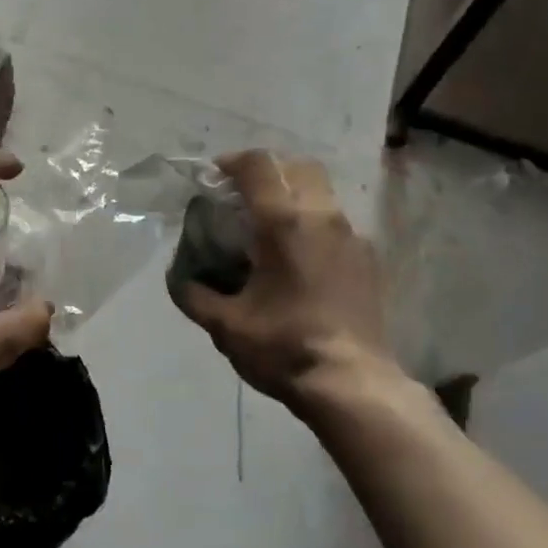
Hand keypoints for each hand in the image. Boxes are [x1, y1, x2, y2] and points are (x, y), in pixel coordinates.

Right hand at [174, 150, 394, 410]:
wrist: (354, 385)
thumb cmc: (285, 348)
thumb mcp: (226, 326)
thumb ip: (194, 294)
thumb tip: (179, 278)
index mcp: (284, 222)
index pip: (258, 166)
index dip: (232, 162)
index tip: (214, 177)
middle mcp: (323, 216)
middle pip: (297, 166)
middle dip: (268, 170)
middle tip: (243, 195)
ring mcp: (352, 236)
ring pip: (321, 192)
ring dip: (293, 195)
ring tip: (270, 228)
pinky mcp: (368, 258)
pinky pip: (336, 222)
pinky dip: (313, 222)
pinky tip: (300, 259)